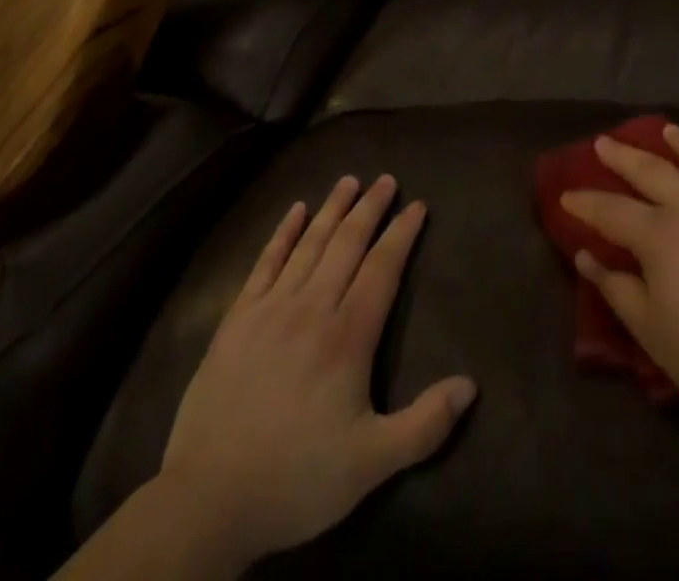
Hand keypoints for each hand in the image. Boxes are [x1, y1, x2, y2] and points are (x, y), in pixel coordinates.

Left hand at [157, 175, 476, 570]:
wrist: (207, 500)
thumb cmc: (297, 479)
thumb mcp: (371, 464)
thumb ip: (424, 424)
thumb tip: (471, 386)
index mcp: (348, 336)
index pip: (383, 268)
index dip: (402, 234)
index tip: (417, 205)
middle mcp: (312, 308)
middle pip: (347, 244)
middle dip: (370, 208)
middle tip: (387, 179)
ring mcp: (271, 309)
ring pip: (309, 244)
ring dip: (332, 209)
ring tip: (349, 180)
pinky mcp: (237, 319)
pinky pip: (265, 262)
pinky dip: (282, 233)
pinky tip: (295, 211)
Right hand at [561, 125, 678, 443]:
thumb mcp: (655, 335)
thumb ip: (617, 289)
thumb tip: (587, 255)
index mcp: (662, 238)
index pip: (612, 211)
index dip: (586, 203)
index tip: (567, 195)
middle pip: (651, 172)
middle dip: (622, 157)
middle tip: (603, 144)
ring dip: (677, 143)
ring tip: (665, 131)